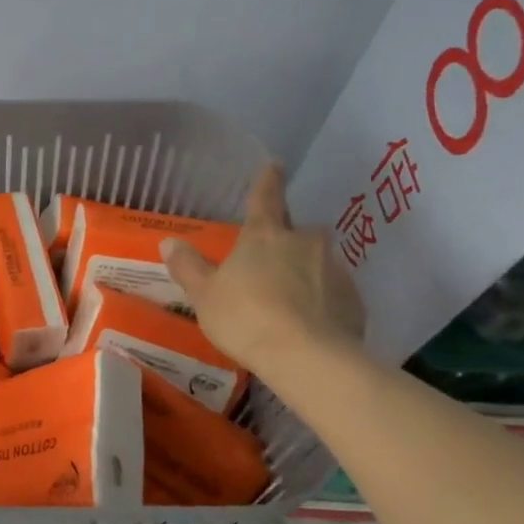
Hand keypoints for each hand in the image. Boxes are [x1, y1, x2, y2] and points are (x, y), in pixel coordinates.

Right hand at [161, 163, 365, 368]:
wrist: (308, 358)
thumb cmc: (246, 317)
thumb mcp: (205, 295)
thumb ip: (188, 266)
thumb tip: (169, 241)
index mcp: (264, 236)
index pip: (265, 197)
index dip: (268, 180)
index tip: (275, 164)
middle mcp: (304, 243)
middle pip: (297, 231)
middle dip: (287, 239)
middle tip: (273, 260)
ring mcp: (334, 270)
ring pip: (317, 262)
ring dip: (305, 273)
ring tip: (289, 301)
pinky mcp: (353, 301)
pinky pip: (334, 294)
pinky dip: (322, 302)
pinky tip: (309, 324)